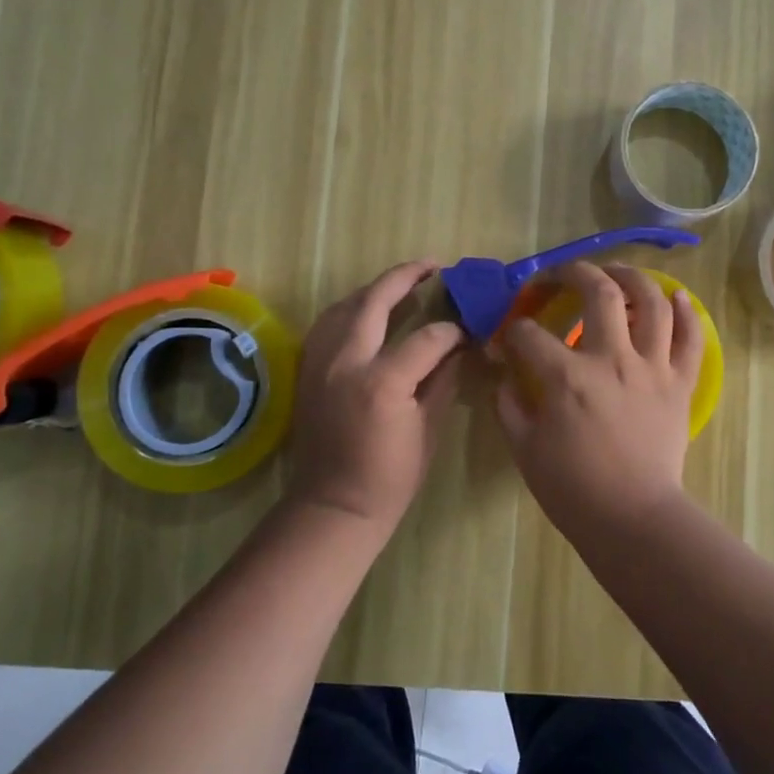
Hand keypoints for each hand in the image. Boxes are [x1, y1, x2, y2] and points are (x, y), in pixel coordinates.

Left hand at [286, 261, 464, 530]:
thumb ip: (442, 379)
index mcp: (382, 382)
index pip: (427, 337)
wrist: (333, 507)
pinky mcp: (307, 370)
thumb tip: (459, 345)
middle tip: (432, 265)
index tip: (466, 330)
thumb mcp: (428, 430)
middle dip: (406, 276)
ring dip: (375, 289)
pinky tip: (367, 311)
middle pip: (374, 300)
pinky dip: (351, 309)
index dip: (452, 331)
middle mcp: (346, 362)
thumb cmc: (390, 478)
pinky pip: (327, 324)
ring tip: (402, 283)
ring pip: (345, 305)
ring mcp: (320, 363)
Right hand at [496, 263, 703, 536]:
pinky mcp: (679, 383)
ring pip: (651, 302)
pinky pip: (691, 339)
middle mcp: (612, 358)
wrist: (634, 519)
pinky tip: (676, 296)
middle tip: (561, 275)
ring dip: (632, 277)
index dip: (512, 330)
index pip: (530, 334)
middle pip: (598, 291)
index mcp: (567, 376)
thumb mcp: (525, 449)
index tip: (507, 338)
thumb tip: (505, 375)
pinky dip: (687, 313)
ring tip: (617, 272)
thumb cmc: (574, 489)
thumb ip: (510, 405)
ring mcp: (652, 367)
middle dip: (573, 272)